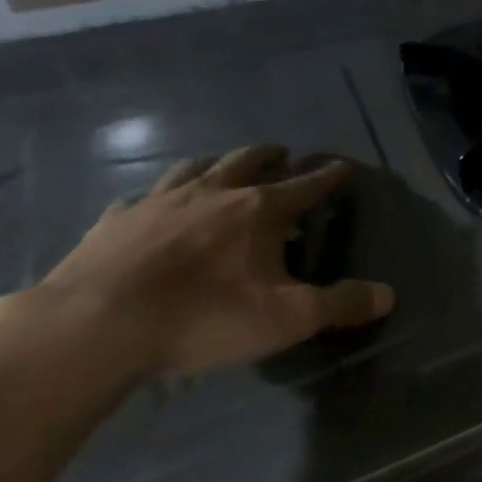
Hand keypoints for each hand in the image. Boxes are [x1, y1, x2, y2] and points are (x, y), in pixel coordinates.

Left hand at [33, 145, 395, 378]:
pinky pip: (143, 196)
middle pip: (247, 160)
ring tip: (223, 168)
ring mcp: (158, 202)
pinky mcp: (114, 221)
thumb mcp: (288, 318)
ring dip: (216, 163)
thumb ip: (342, 304)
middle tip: (283, 154)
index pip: (306, 184)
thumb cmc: (203, 317)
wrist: (92, 327)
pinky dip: (160, 195)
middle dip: (271, 156)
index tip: (343, 166)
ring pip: (194, 166)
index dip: (328, 176)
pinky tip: (155, 206)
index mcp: (259, 210)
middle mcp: (212, 193)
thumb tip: (389, 295)